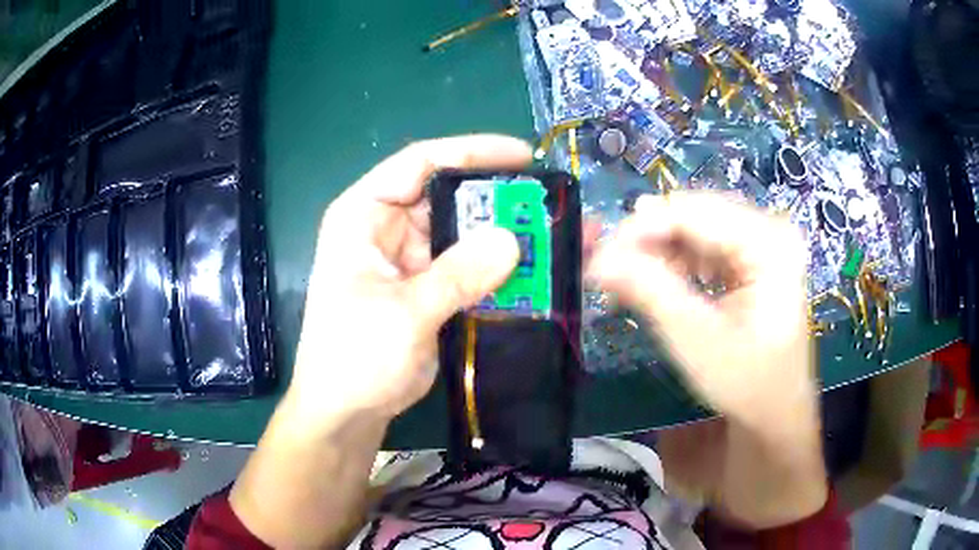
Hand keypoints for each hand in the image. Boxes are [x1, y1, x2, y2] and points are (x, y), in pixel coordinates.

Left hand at [290, 135, 528, 424]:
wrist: (346, 412)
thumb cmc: (354, 358)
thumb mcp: (403, 313)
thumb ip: (456, 276)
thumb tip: (511, 240)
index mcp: (364, 214)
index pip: (419, 163)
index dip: (472, 151)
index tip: (524, 156)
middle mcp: (388, 227)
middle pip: (450, 196)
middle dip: (500, 199)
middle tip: (551, 203)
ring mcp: (411, 258)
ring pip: (465, 233)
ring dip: (506, 236)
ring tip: (556, 235)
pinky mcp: (429, 287)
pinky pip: (470, 267)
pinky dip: (500, 269)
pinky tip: (537, 270)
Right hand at [589, 192, 825, 527]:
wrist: (774, 413)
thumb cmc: (745, 383)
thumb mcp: (695, 338)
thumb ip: (649, 290)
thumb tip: (596, 258)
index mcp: (769, 243)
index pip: (695, 213)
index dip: (642, 229)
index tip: (598, 255)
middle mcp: (769, 231)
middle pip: (695, 216)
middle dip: (647, 240)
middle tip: (606, 269)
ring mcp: (762, 244)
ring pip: (696, 230)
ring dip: (657, 252)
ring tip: (625, 281)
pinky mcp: (751, 260)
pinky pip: (704, 248)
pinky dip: (674, 264)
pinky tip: (652, 284)